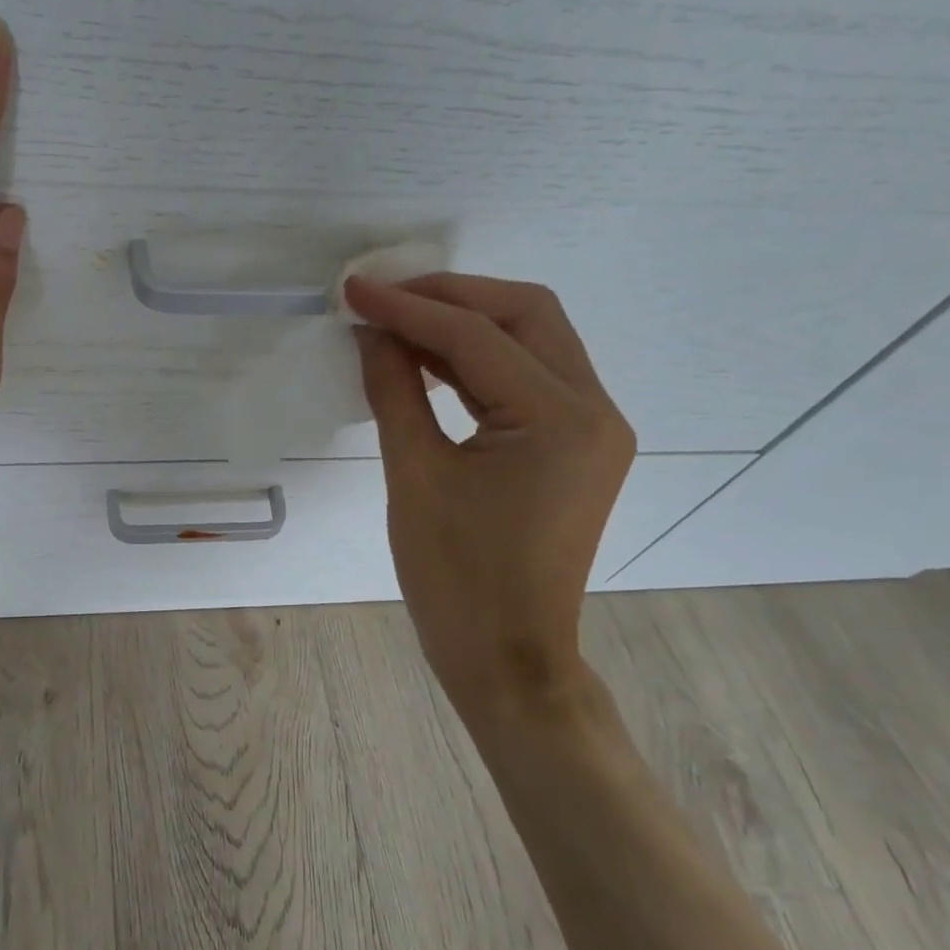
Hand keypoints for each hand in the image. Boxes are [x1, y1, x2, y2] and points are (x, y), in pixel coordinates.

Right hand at [345, 275, 635, 727]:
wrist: (508, 658)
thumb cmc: (456, 578)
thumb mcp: (414, 476)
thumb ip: (394, 390)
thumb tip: (371, 331)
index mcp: (560, 420)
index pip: (477, 336)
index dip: (409, 307)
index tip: (354, 290)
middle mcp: (595, 410)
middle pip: (525, 313)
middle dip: (450, 295)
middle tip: (384, 297)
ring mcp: (594, 427)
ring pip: (532, 337)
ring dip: (465, 321)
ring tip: (397, 321)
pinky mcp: (578, 444)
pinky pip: (529, 376)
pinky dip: (479, 358)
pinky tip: (428, 360)